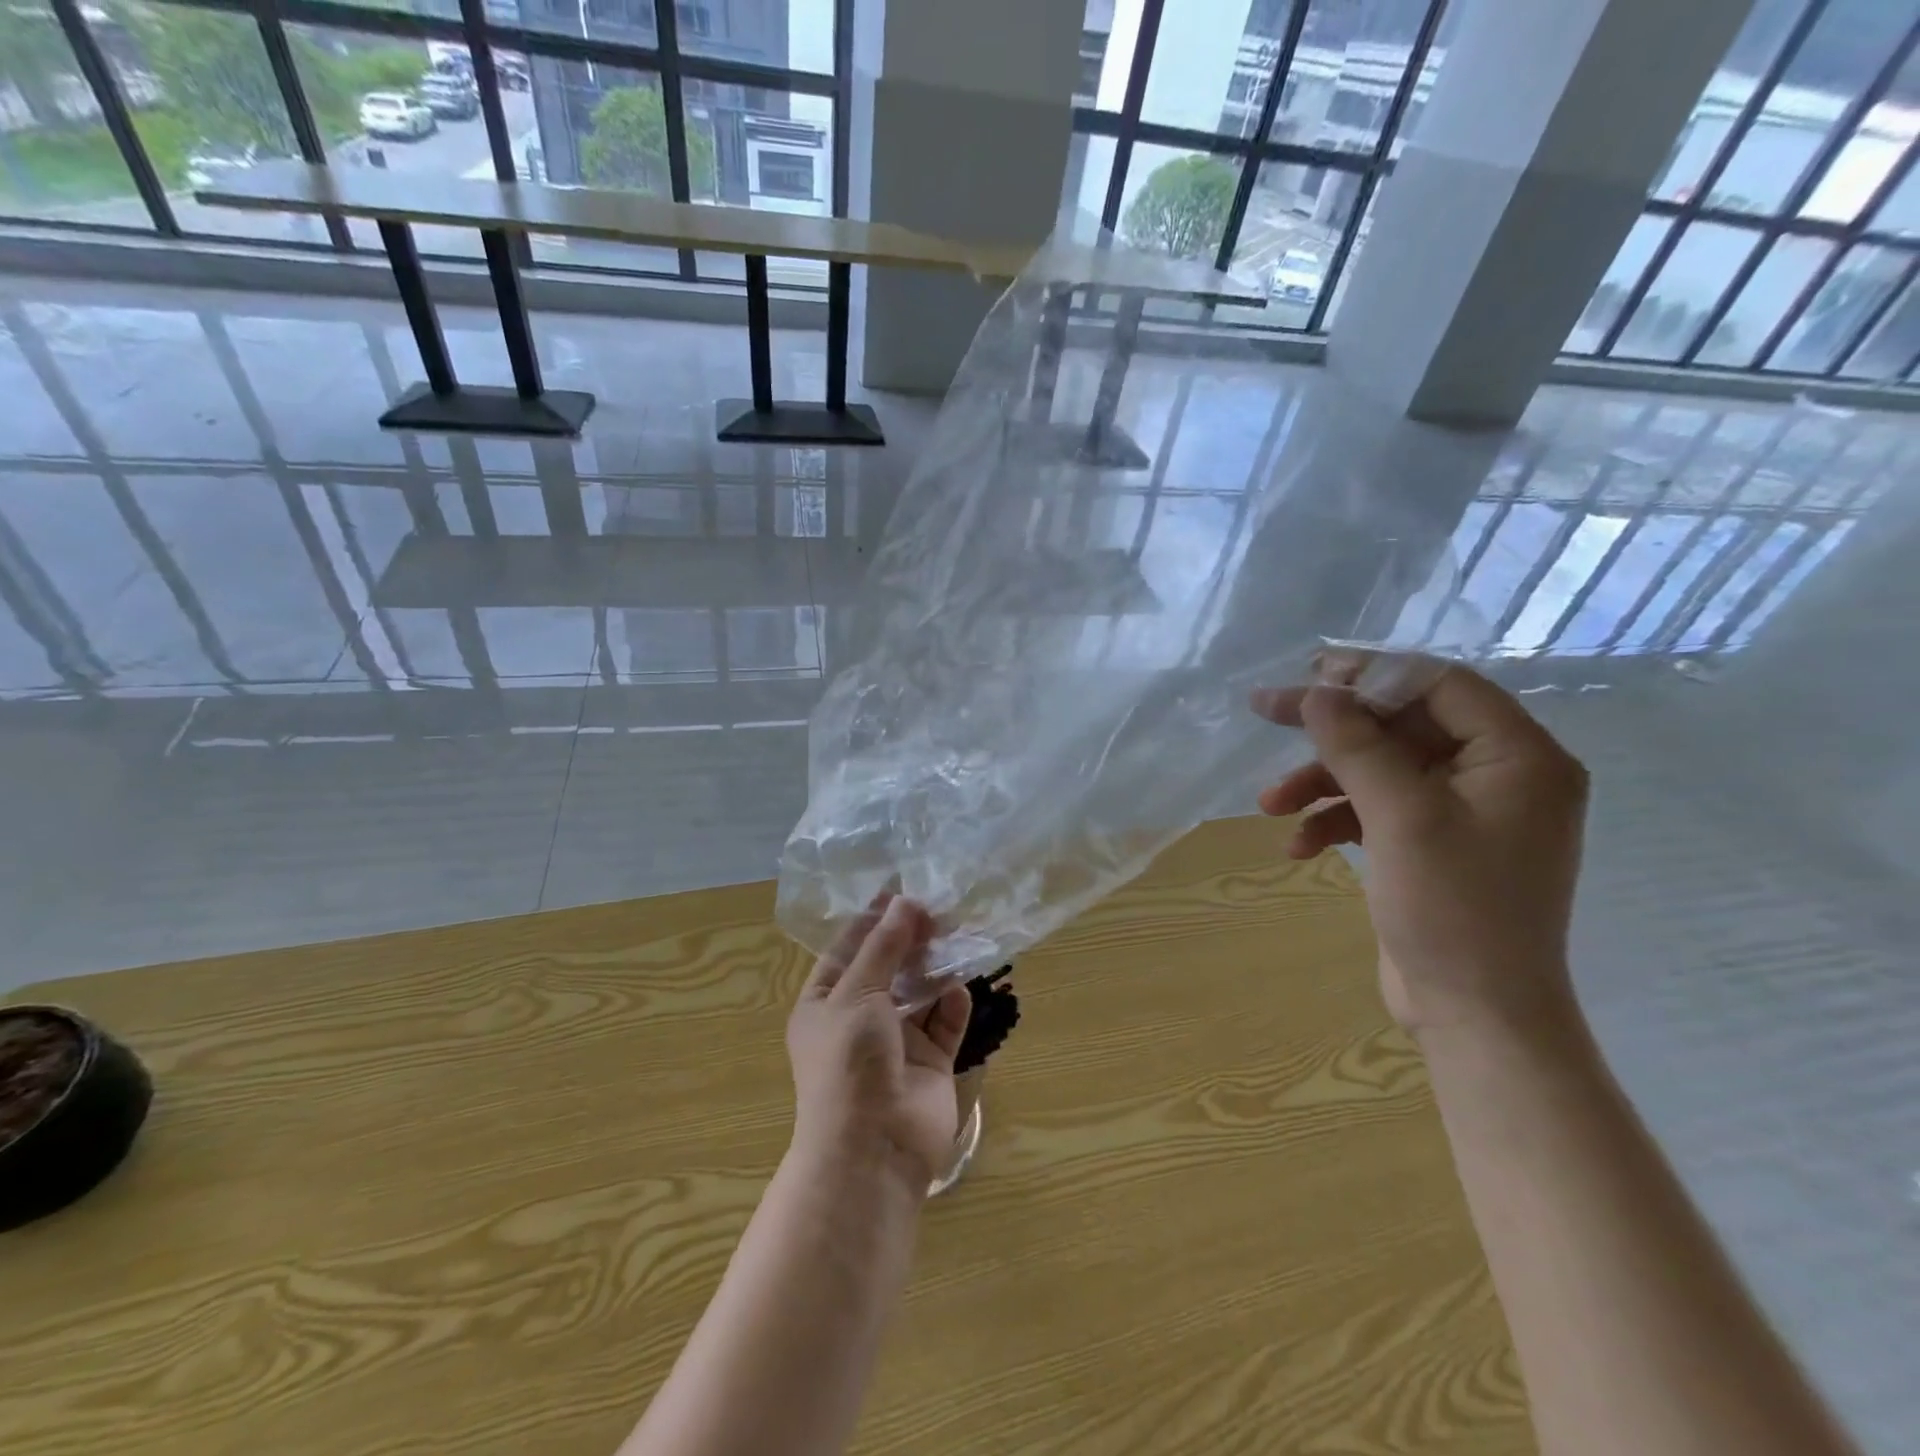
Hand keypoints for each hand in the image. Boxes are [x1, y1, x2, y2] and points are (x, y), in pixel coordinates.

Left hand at [786, 894, 973, 1184]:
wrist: (873, 1149)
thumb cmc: (849, 1061)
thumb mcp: (858, 993)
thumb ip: (884, 946)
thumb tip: (906, 902)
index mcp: (825, 1003)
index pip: (848, 949)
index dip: (873, 919)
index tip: (901, 889)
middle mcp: (859, 1019)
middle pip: (889, 967)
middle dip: (910, 939)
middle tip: (938, 908)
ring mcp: (896, 1043)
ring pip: (920, 992)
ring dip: (935, 967)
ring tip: (957, 934)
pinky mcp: (930, 1063)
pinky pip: (944, 1024)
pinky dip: (952, 1004)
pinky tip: (958, 989)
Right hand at [1250, 659, 1588, 1037]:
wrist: (1476, 1016)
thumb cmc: (1453, 910)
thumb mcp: (1401, 817)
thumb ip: (1357, 746)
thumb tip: (1316, 693)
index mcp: (1519, 756)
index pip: (1440, 685)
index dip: (1370, 672)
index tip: (1306, 674)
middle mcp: (1499, 775)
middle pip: (1402, 725)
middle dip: (1331, 730)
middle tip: (1263, 711)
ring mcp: (1466, 813)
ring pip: (1381, 769)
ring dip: (1323, 782)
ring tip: (1269, 805)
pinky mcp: (1434, 845)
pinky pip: (1379, 810)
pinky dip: (1336, 819)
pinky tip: (1299, 846)